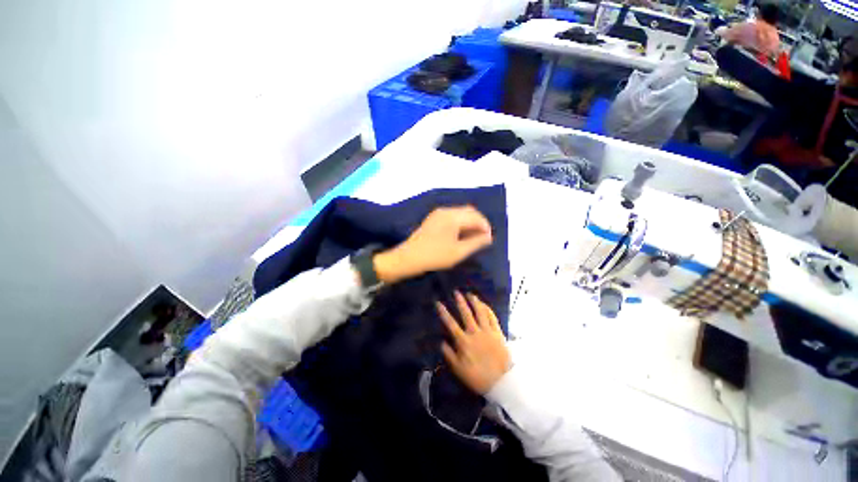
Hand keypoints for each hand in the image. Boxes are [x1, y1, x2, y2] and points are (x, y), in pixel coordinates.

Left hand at [374, 206, 491, 283]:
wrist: (409, 257)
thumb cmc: (435, 256)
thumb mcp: (458, 252)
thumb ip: (476, 243)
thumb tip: (489, 237)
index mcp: (453, 216)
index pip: (475, 217)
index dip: (485, 227)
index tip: (490, 239)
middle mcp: (446, 210)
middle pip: (468, 212)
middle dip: (478, 223)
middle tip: (483, 237)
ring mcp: (438, 213)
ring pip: (460, 213)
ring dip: (469, 223)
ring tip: (473, 238)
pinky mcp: (433, 219)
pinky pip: (452, 217)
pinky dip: (460, 223)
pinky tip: (461, 235)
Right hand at [437, 291, 510, 394]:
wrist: (501, 382)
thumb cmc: (478, 377)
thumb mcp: (459, 370)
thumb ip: (449, 354)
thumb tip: (441, 342)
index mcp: (464, 341)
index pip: (451, 324)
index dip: (444, 313)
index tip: (438, 303)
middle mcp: (474, 333)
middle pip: (466, 314)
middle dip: (460, 302)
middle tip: (456, 292)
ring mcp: (487, 331)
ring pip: (480, 312)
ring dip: (475, 302)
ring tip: (470, 294)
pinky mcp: (498, 333)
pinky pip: (492, 318)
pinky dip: (488, 310)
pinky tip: (484, 305)